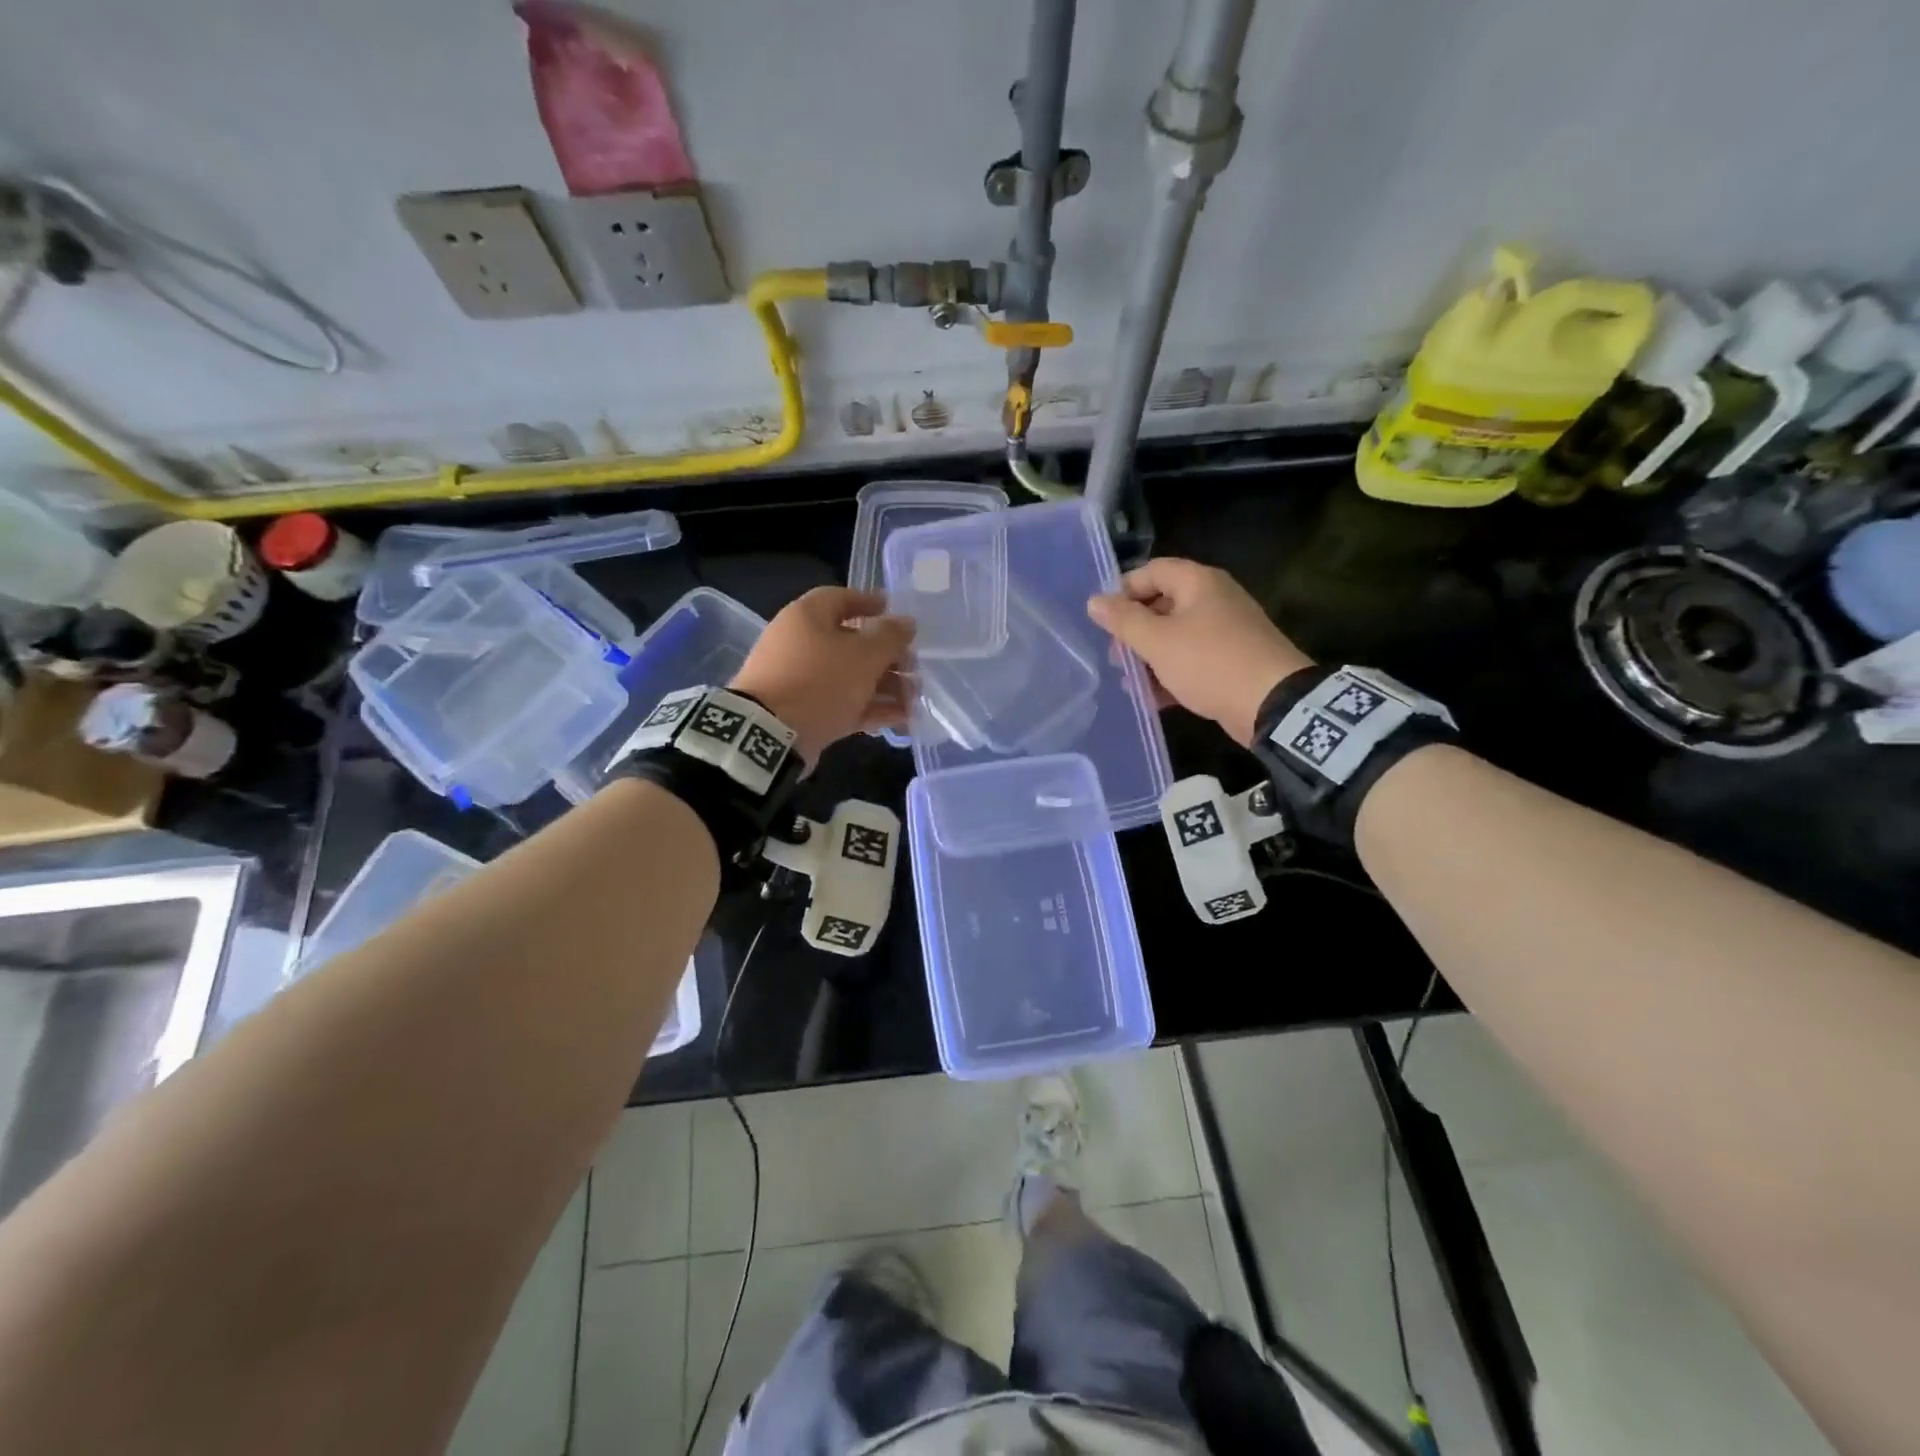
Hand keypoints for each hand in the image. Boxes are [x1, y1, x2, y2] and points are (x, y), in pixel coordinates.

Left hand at [730, 587, 915, 765]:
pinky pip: (843, 704)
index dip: (870, 602)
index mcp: (807, 618)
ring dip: (884, 686)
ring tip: (915, 699)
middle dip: (887, 656)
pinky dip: (871, 708)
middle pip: (850, 643)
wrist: (770, 736)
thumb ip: (890, 637)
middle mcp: (800, 644)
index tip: (896, 612)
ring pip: (850, 677)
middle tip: (915, 666)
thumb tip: (907, 622)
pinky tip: (902, 719)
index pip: (841, 598)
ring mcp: (801, 681)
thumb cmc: (819, 681)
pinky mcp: (805, 712)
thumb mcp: (863, 655)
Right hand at [1086, 558, 1311, 746]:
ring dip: (1149, 656)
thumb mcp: (1158, 641)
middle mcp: (1214, 599)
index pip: (1152, 571)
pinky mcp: (1232, 661)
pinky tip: (1152, 698)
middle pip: (1162, 604)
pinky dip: (1171, 674)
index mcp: (1199, 583)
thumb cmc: (1209, 663)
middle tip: (1116, 656)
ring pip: (1176, 636)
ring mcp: (1226, 631)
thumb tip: (1094, 601)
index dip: (1123, 590)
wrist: (1272, 703)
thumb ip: (1123, 620)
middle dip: (1134, 630)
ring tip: (1129, 681)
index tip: (1103, 619)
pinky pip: (1192, 660)